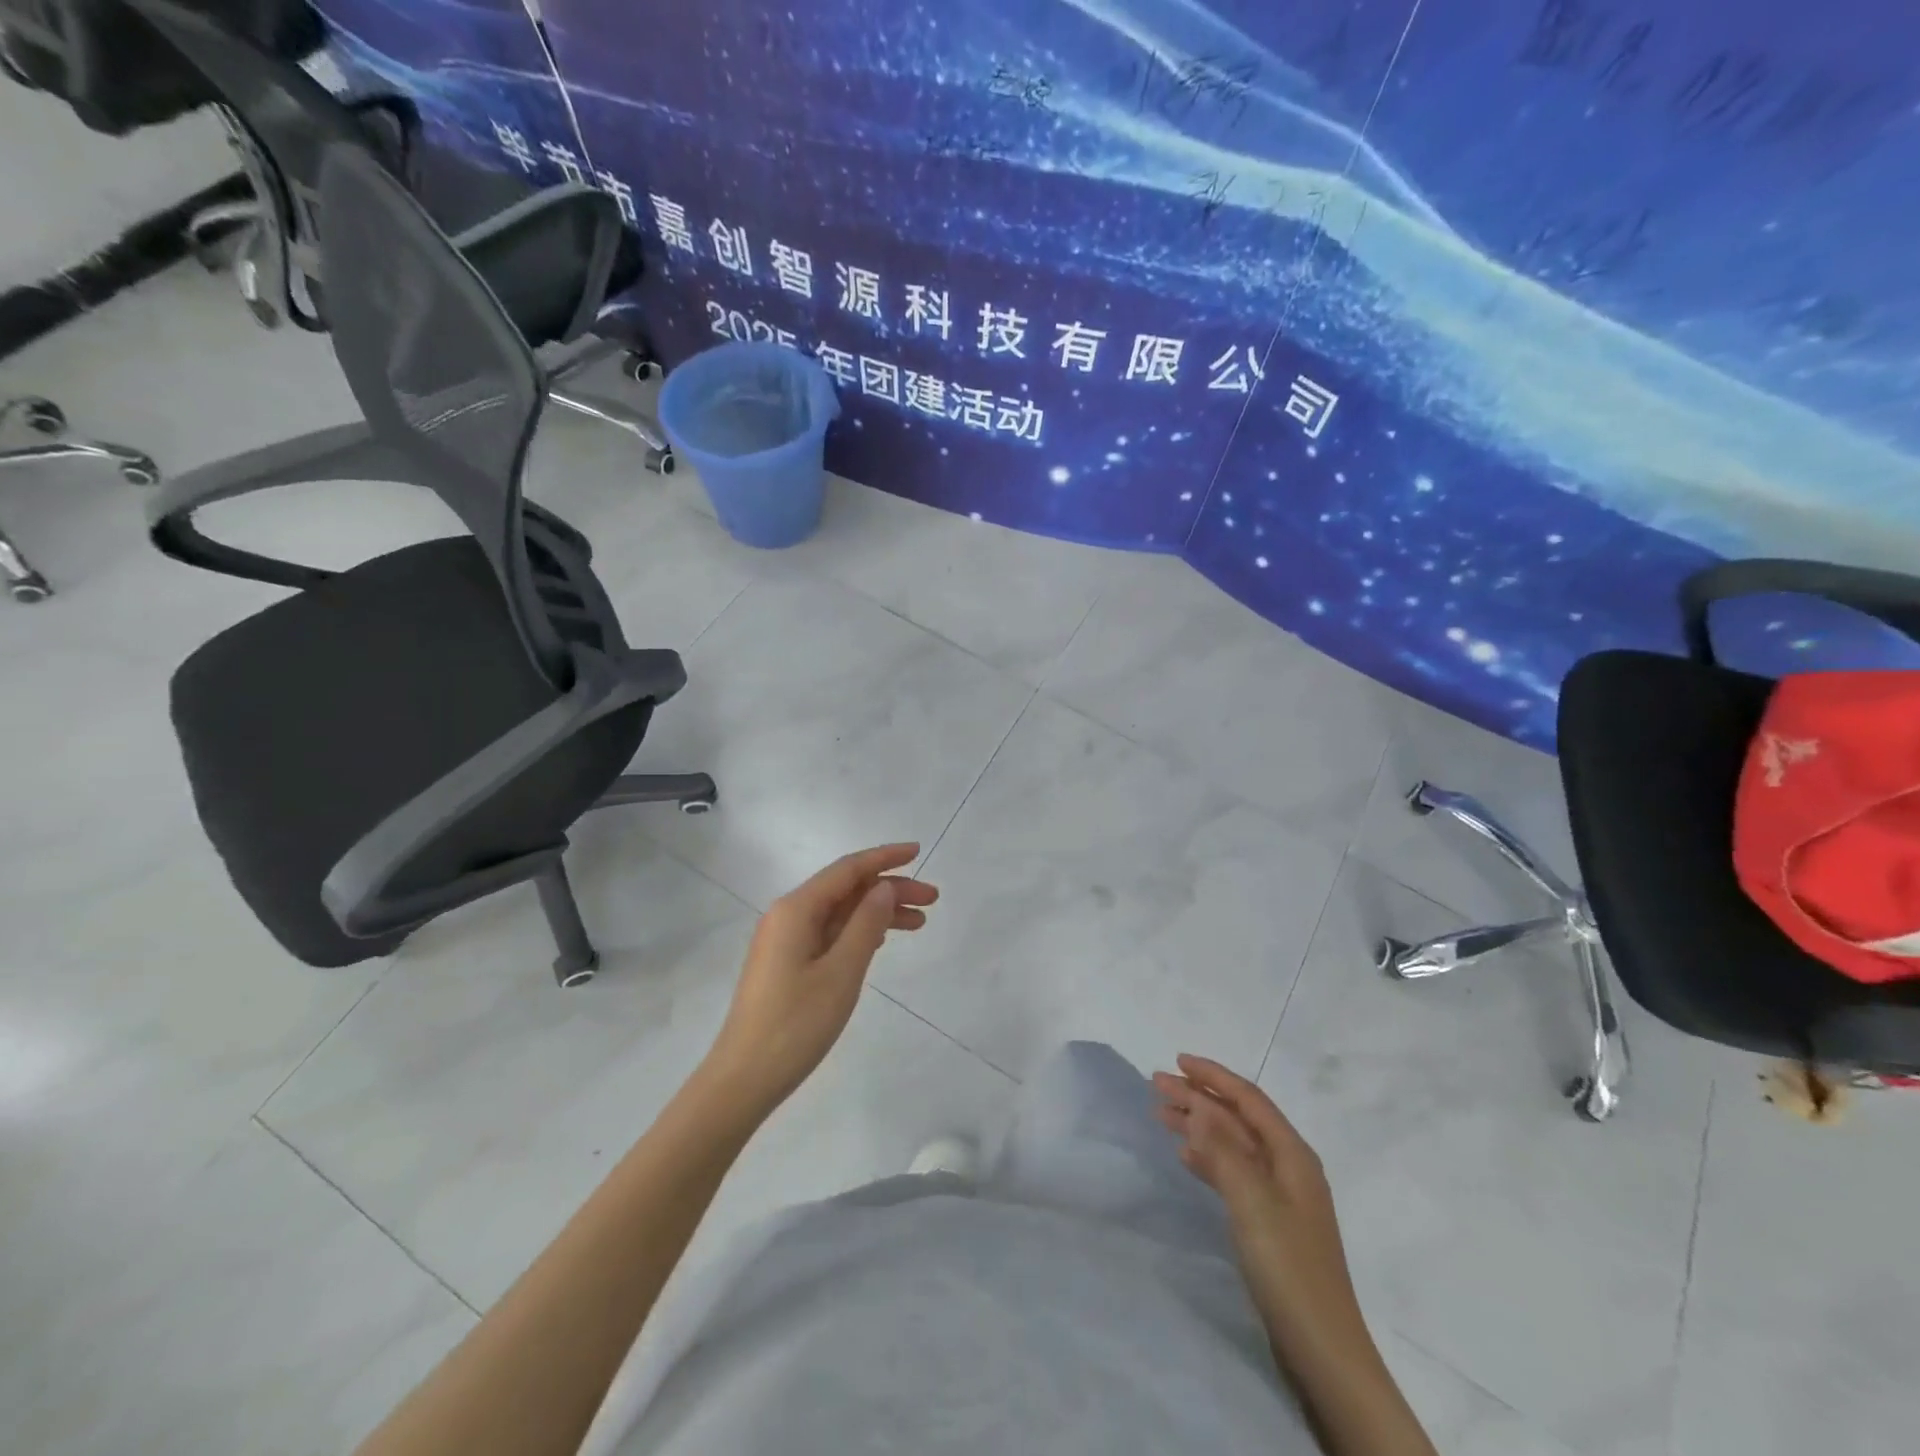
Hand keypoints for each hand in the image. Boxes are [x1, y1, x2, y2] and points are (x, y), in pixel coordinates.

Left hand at [703, 844, 937, 1120]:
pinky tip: (882, 940)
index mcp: (797, 909)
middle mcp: (788, 915)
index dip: (885, 857)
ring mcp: (785, 940)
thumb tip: (884, 887)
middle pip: (846, 889)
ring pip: (840, 912)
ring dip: (878, 912)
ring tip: (919, 922)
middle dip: (889, 888)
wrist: (744, 1079)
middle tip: (931, 899)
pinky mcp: (787, 963)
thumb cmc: (796, 1024)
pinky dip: (859, 931)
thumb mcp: (841, 972)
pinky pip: (829, 933)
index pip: (848, 869)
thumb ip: (866, 924)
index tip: (918, 852)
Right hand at [1153, 1055, 1369, 1358]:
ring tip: (1160, 1114)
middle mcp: (1288, 1167)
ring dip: (1198, 1124)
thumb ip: (1223, 1150)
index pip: (1248, 1099)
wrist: (1322, 1349)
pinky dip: (1207, 1157)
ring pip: (1231, 1143)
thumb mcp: (1252, 1201)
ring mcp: (1279, 1196)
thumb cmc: (1288, 1267)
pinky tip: (1185, 1154)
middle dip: (1198, 1097)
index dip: (1213, 1076)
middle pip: (1237, 1118)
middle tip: (1155, 1084)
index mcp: (1292, 1155)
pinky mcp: (1268, 1222)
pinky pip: (1232, 1172)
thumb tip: (1199, 1107)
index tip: (1177, 1060)